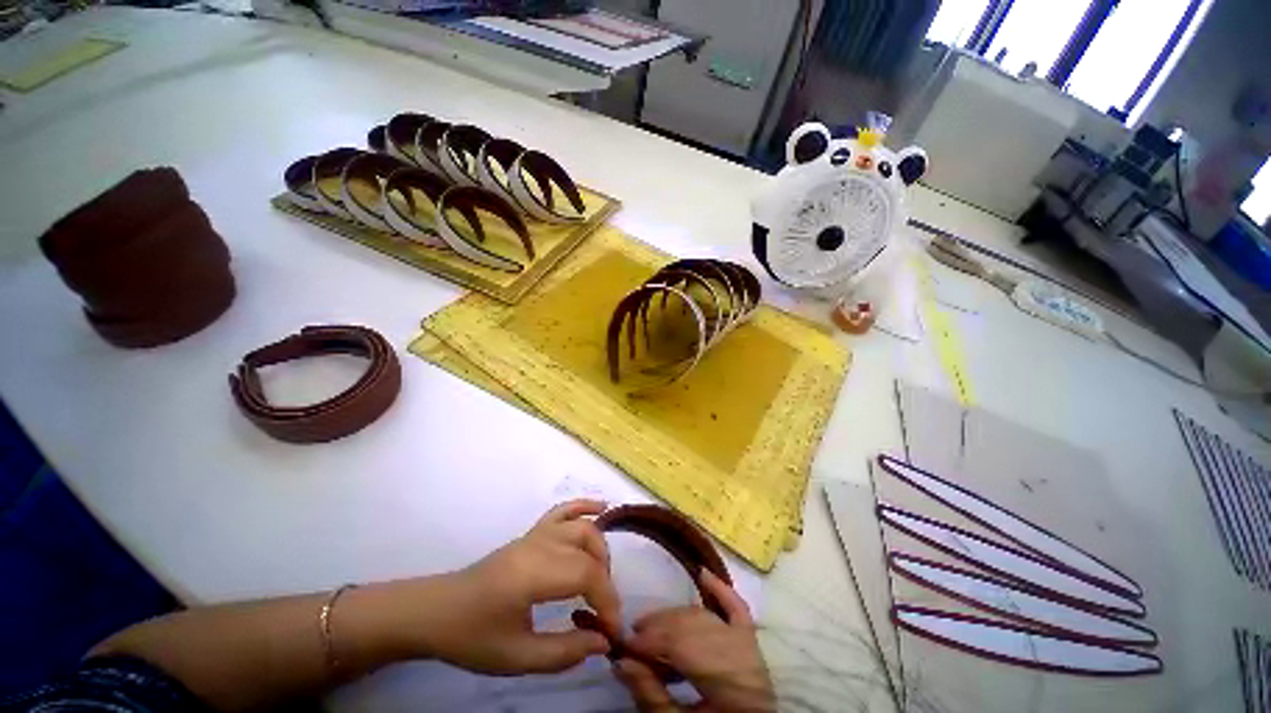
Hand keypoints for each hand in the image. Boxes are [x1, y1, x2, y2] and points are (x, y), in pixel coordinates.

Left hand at [417, 499, 622, 674]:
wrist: (436, 612)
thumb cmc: (472, 637)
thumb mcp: (516, 657)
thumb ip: (564, 652)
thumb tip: (603, 642)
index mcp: (533, 574)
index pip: (587, 575)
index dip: (608, 600)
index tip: (612, 631)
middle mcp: (539, 545)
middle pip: (589, 549)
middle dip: (605, 581)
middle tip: (603, 613)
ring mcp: (535, 534)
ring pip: (582, 527)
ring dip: (600, 550)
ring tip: (601, 579)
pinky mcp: (531, 532)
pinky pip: (563, 510)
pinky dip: (584, 506)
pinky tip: (602, 507)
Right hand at [613, 570, 773, 711]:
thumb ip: (652, 697)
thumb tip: (620, 662)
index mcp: (729, 684)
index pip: (684, 647)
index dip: (651, 642)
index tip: (623, 645)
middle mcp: (744, 657)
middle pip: (693, 628)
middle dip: (659, 628)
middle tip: (632, 636)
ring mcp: (750, 645)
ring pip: (705, 617)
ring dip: (675, 616)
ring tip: (649, 625)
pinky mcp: (752, 641)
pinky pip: (738, 609)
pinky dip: (720, 590)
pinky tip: (702, 574)